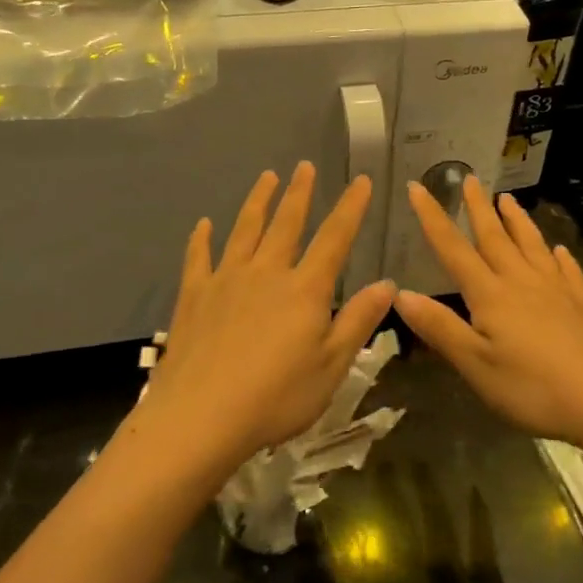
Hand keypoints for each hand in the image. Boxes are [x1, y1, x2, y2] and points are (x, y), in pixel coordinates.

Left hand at [137, 163, 394, 473]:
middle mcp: (267, 272)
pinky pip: (199, 257)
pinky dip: (202, 238)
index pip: (334, 238)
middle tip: (304, 166)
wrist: (201, 416)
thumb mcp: (332, 366)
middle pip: (286, 223)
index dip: (351, 208)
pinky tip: (204, 224)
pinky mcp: (194, 295)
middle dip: (299, 193)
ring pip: (245, 230)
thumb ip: (358, 321)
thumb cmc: (277, 398)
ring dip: (258, 201)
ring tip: (266, 177)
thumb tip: (388, 284)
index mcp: (305, 289)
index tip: (362, 181)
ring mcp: (226, 280)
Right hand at [394, 177, 582, 453]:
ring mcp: (557, 291)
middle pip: (495, 237)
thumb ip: (439, 327)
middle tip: (470, 179)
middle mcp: (522, 282)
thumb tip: (400, 293)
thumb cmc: (533, 388)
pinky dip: (559, 256)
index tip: (418, 187)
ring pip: (532, 245)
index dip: (433, 218)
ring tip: (508, 199)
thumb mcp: (476, 365)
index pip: (453, 249)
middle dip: (478, 208)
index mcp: (491, 295)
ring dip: (517, 221)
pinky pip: (568, 270)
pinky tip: (559, 250)